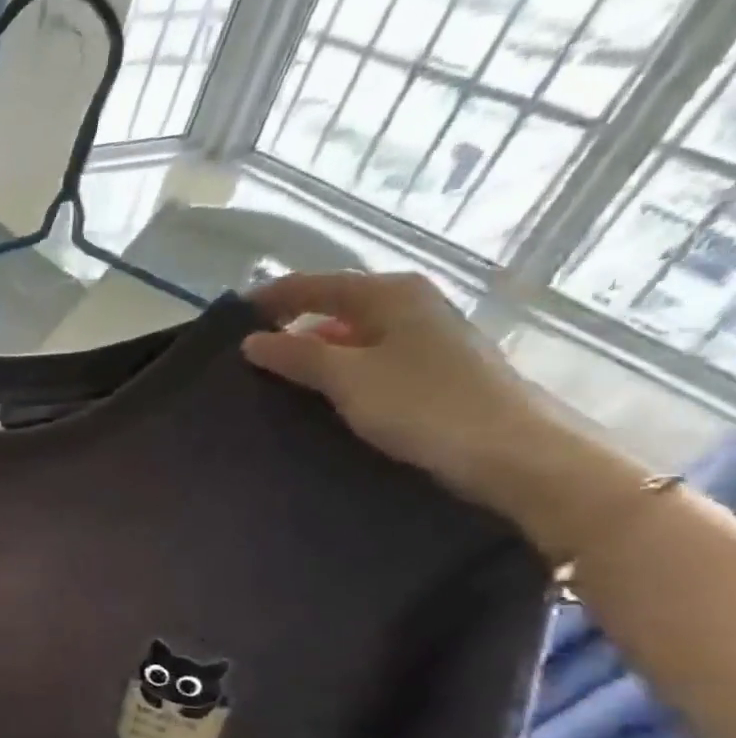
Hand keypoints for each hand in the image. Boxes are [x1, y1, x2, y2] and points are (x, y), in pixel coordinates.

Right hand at [239, 273, 552, 501]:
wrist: (512, 453)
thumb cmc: (424, 404)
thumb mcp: (347, 378)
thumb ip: (295, 355)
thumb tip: (251, 341)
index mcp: (389, 294)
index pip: (313, 284)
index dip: (268, 299)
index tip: (226, 321)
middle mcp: (408, 305)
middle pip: (332, 306)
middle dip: (287, 327)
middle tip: (241, 354)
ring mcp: (423, 337)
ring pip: (349, 336)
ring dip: (310, 353)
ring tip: (269, 379)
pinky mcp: (430, 370)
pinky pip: (366, 360)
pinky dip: (335, 371)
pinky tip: (315, 396)